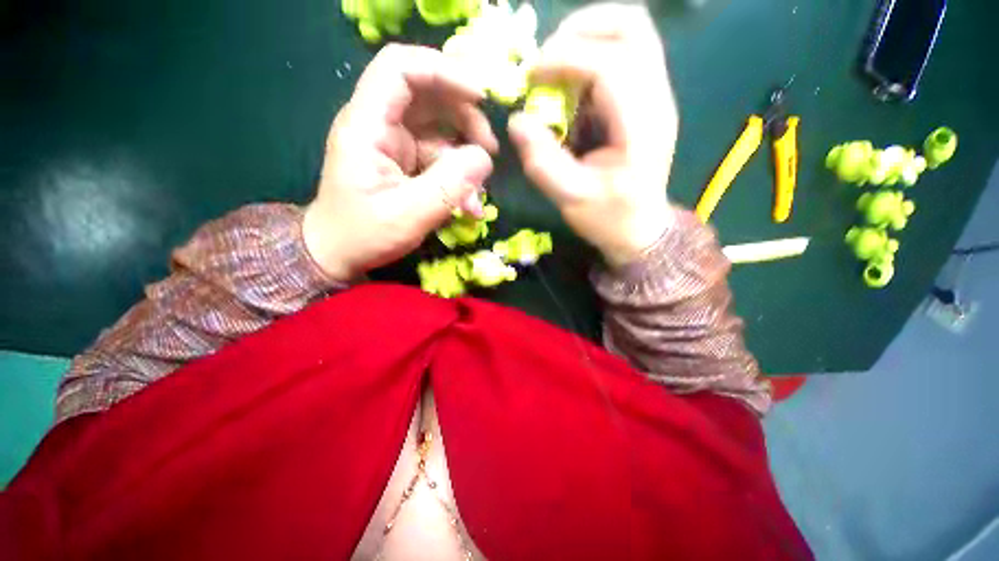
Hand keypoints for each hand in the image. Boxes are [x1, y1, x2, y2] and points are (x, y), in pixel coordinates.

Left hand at [303, 44, 499, 280]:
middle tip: (490, 150)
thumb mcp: (408, 216)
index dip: (443, 71)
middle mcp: (380, 125)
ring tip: (481, 188)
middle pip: (428, 95)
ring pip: (439, 129)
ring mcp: (394, 144)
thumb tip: (484, 159)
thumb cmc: (363, 235)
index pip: (401, 69)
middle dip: (466, 117)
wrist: (338, 254)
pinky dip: (458, 176)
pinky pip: (439, 157)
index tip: (482, 96)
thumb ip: (447, 187)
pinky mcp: (406, 163)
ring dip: (466, 153)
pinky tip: (469, 203)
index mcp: (367, 126)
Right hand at [508, 4, 677, 267]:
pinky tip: (570, 88)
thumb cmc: (609, 218)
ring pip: (630, 33)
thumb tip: (517, 121)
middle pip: (632, 27)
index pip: (610, 64)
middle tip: (545, 59)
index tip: (530, 76)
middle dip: (581, 29)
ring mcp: (654, 96)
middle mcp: (655, 99)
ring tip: (554, 70)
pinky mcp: (645, 100)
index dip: (565, 58)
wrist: (640, 229)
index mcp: (641, 127)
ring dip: (586, 39)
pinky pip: (622, 56)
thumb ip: (543, 162)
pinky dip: (590, 59)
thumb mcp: (571, 199)